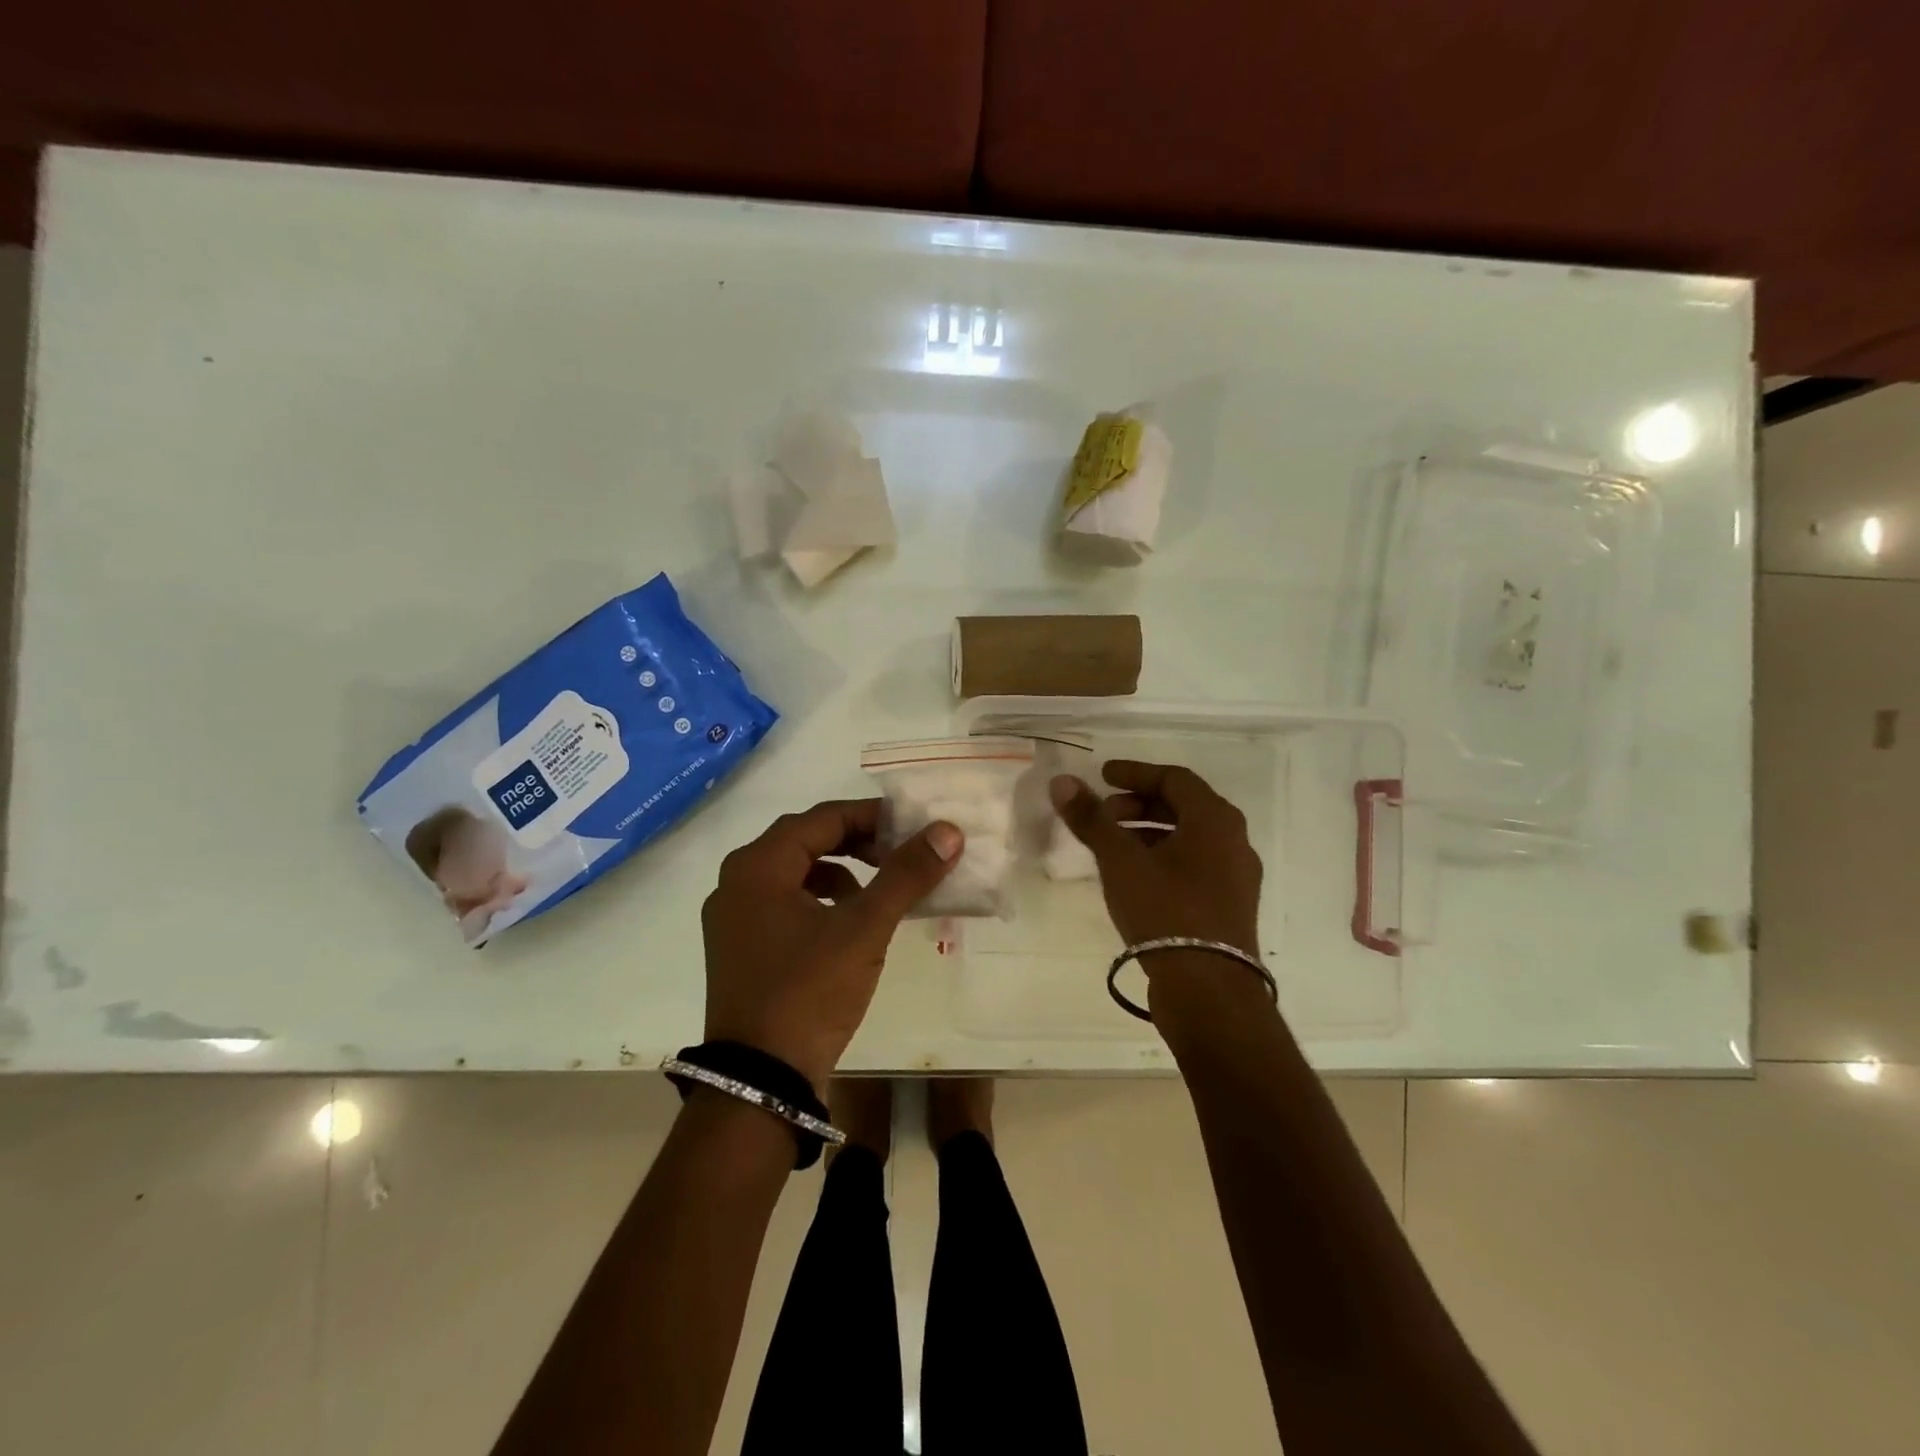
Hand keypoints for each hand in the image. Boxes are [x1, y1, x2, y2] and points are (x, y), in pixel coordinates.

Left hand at [701, 799, 961, 1091]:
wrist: (760, 1083)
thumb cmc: (809, 992)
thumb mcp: (865, 928)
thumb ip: (906, 874)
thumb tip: (948, 831)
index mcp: (758, 866)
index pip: (822, 818)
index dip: (872, 817)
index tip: (912, 826)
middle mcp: (736, 882)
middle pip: (805, 842)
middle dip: (857, 843)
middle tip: (899, 853)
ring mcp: (732, 918)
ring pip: (794, 874)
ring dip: (839, 872)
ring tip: (877, 891)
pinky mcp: (739, 949)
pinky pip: (784, 904)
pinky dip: (820, 902)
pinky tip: (848, 925)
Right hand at [1050, 761, 1262, 957]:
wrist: (1210, 990)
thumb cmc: (1166, 911)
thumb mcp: (1121, 862)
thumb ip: (1091, 819)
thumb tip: (1062, 781)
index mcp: (1215, 819)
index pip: (1173, 778)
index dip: (1134, 773)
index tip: (1102, 776)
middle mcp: (1234, 840)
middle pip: (1183, 806)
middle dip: (1138, 805)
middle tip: (1102, 816)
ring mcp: (1236, 876)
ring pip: (1188, 838)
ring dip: (1148, 833)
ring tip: (1112, 848)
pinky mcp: (1230, 905)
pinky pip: (1194, 865)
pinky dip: (1162, 858)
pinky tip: (1134, 879)